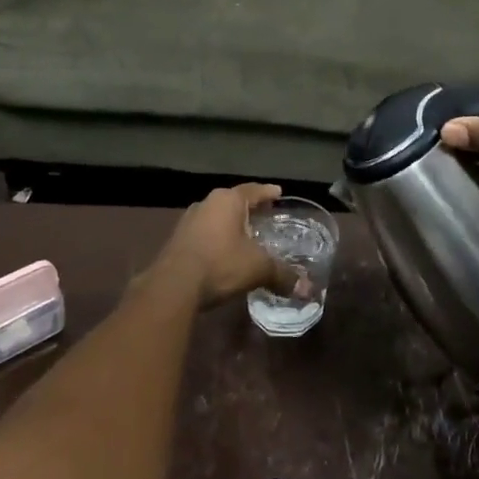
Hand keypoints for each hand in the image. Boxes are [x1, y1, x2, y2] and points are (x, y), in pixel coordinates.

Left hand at [141, 183, 290, 307]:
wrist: (173, 285)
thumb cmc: (220, 264)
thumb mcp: (257, 268)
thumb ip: (282, 274)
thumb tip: (306, 289)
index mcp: (228, 200)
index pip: (253, 190)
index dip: (268, 192)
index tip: (279, 193)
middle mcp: (207, 203)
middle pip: (233, 201)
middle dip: (249, 208)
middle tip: (265, 213)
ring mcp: (188, 220)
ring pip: (216, 216)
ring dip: (230, 223)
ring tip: (245, 233)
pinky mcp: (177, 239)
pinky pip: (204, 232)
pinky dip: (216, 237)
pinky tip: (223, 251)